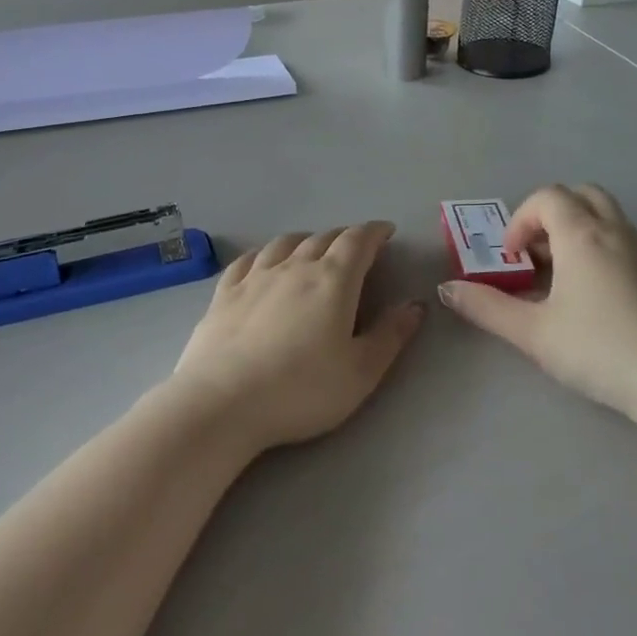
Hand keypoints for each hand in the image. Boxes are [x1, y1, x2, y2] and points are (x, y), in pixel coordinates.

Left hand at [171, 223, 423, 453]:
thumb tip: (414, 305)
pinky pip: (248, 259)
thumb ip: (390, 335)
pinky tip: (264, 262)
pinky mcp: (224, 293)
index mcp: (333, 280)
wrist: (222, 403)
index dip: (375, 232)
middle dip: (345, 238)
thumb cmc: (301, 390)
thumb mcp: (361, 372)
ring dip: (306, 240)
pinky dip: (265, 253)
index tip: (386, 232)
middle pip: (323, 238)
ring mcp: (255, 277)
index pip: (358, 241)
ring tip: (313, 249)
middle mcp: (294, 267)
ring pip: (285, 243)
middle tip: (356, 249)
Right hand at [438, 185, 636, 417]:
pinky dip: (600, 249)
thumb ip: (486, 307)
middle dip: (551, 214)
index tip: (512, 258)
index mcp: (582, 235)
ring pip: (607, 217)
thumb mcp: (533, 332)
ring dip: (577, 231)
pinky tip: (593, 298)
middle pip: (581, 194)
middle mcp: (616, 232)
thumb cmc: (598, 349)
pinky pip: (624, 242)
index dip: (520, 220)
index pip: (547, 197)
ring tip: (560, 278)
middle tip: (536, 253)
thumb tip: (446, 289)